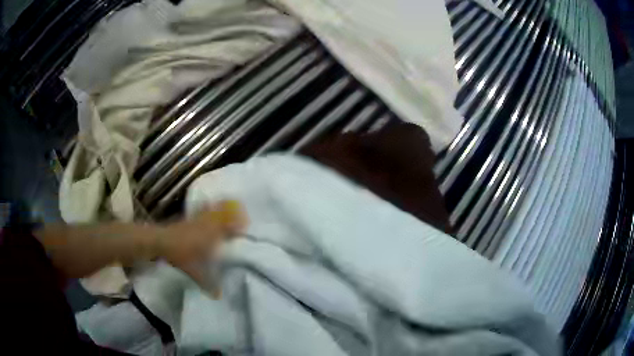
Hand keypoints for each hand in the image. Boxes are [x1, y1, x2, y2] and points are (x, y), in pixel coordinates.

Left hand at [157, 200, 246, 296]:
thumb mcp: (196, 273)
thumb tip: (219, 296)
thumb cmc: (181, 256)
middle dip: (234, 213)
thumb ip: (209, 284)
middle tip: (243, 213)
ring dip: (222, 207)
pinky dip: (208, 207)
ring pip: (213, 210)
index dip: (239, 224)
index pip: (229, 227)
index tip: (248, 225)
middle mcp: (207, 225)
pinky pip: (202, 210)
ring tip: (230, 204)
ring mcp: (197, 220)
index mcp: (212, 236)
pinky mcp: (189, 219)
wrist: (161, 241)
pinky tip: (209, 204)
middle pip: (223, 215)